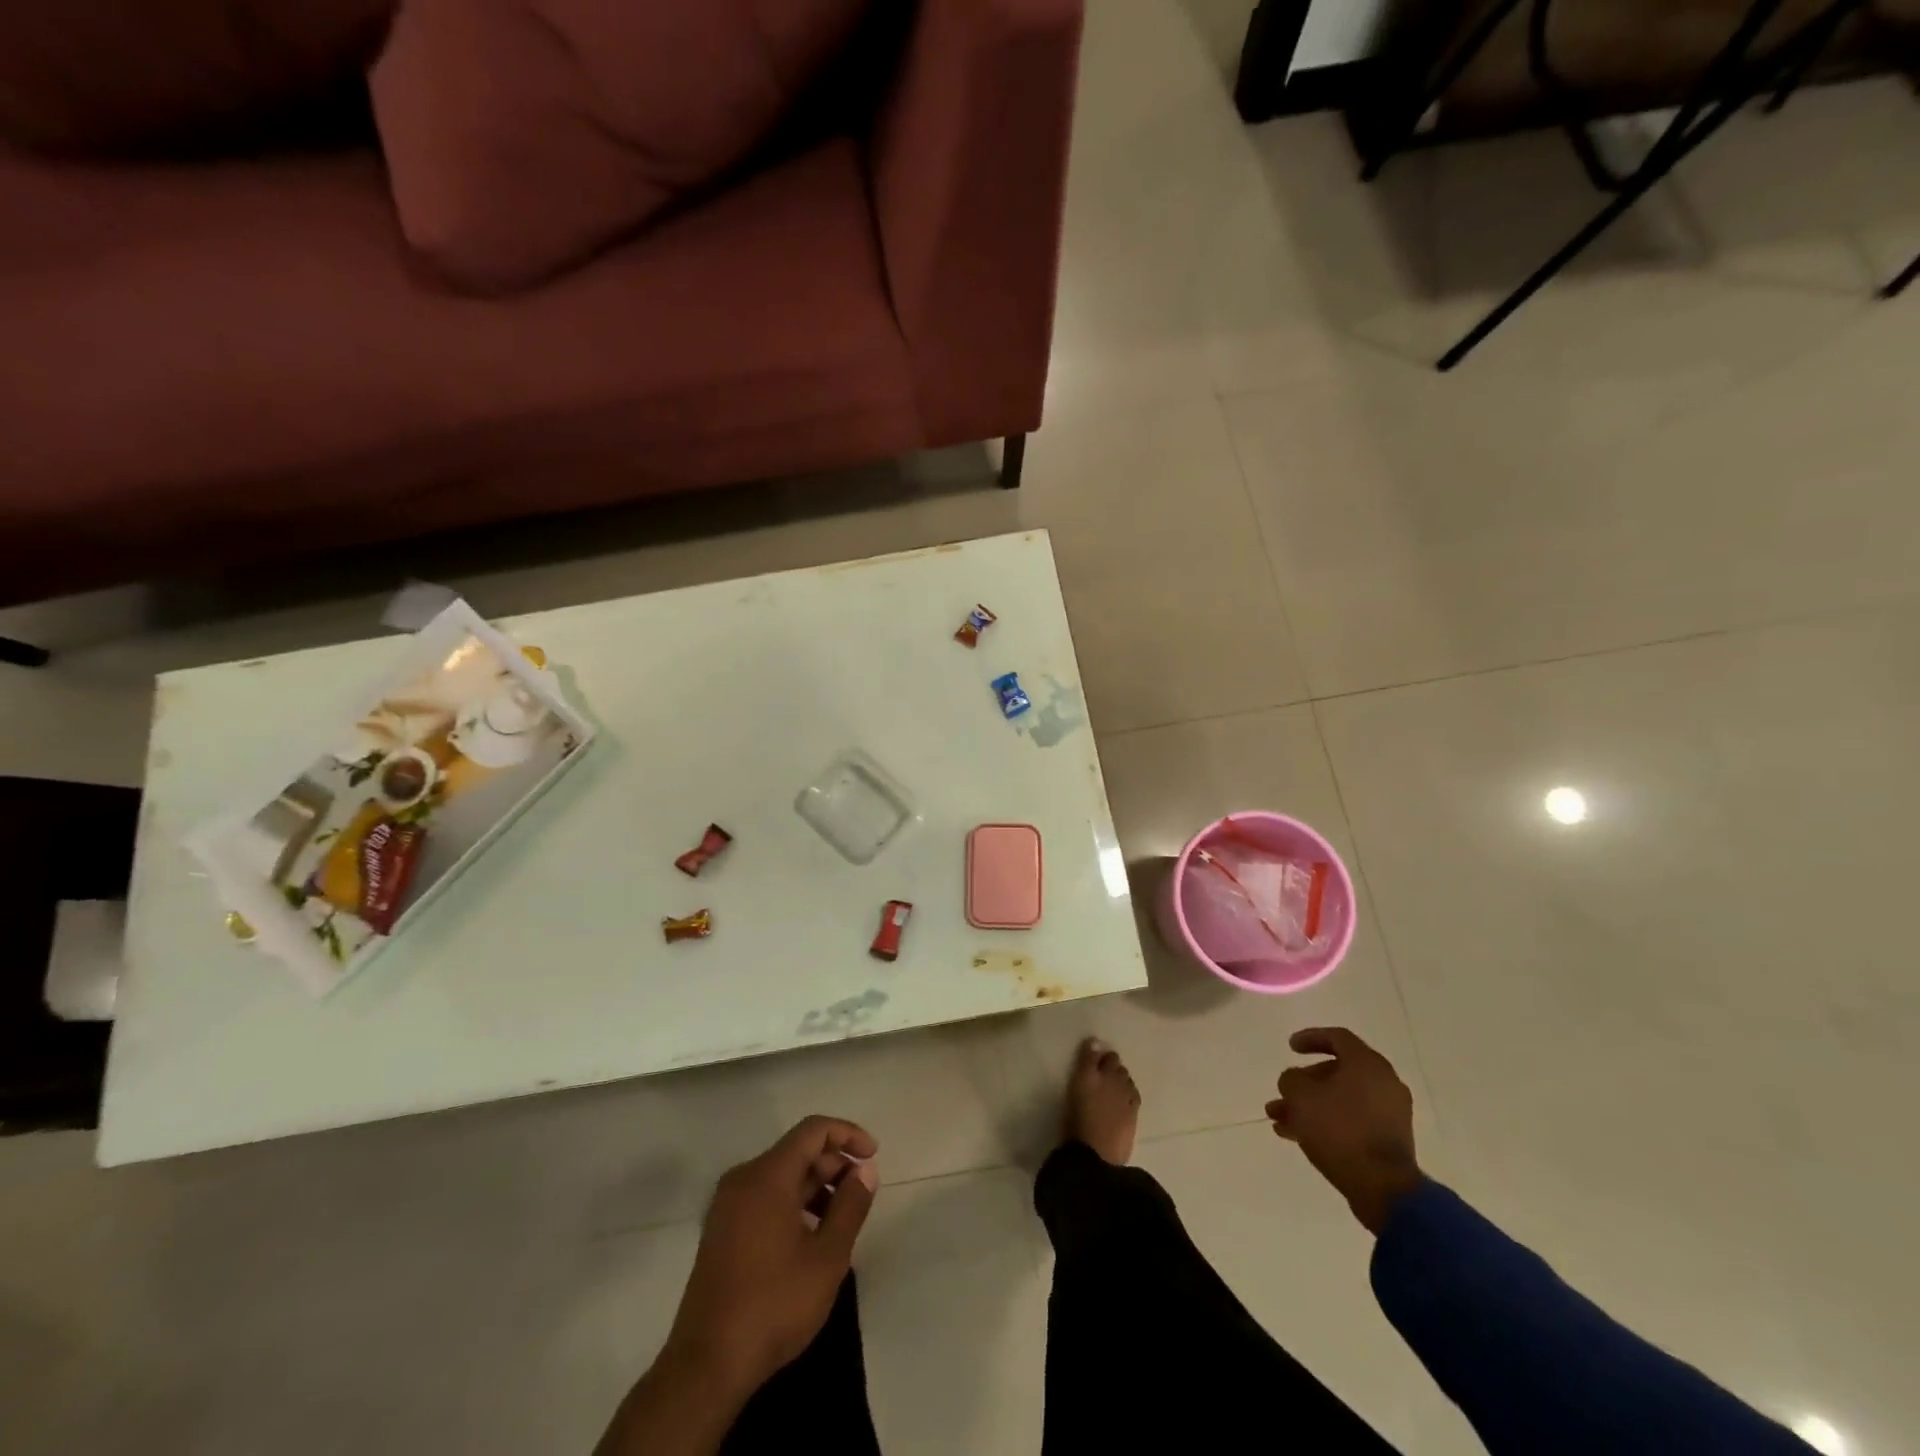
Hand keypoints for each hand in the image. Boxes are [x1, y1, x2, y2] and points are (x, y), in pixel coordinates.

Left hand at [664, 1116, 879, 1399]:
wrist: (706, 1366)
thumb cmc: (773, 1305)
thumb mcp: (827, 1257)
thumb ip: (851, 1206)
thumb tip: (865, 1170)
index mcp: (767, 1175)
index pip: (813, 1130)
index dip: (848, 1135)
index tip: (873, 1156)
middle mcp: (743, 1179)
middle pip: (797, 1151)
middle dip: (833, 1164)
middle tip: (860, 1194)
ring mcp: (727, 1206)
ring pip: (781, 1175)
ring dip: (815, 1186)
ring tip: (841, 1219)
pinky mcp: (721, 1230)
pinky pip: (764, 1197)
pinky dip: (793, 1203)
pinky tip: (810, 1237)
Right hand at [1266, 1027, 1421, 1233]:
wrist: (1384, 1189)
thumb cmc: (1340, 1130)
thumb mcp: (1301, 1096)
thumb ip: (1291, 1079)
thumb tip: (1296, 1082)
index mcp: (1367, 1064)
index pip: (1337, 1038)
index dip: (1310, 1037)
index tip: (1290, 1048)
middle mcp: (1383, 1083)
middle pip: (1337, 1071)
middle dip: (1304, 1082)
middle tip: (1282, 1093)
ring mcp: (1389, 1114)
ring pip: (1340, 1099)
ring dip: (1310, 1106)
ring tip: (1279, 1120)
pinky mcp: (1388, 1140)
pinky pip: (1352, 1120)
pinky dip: (1327, 1122)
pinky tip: (1297, 1136)